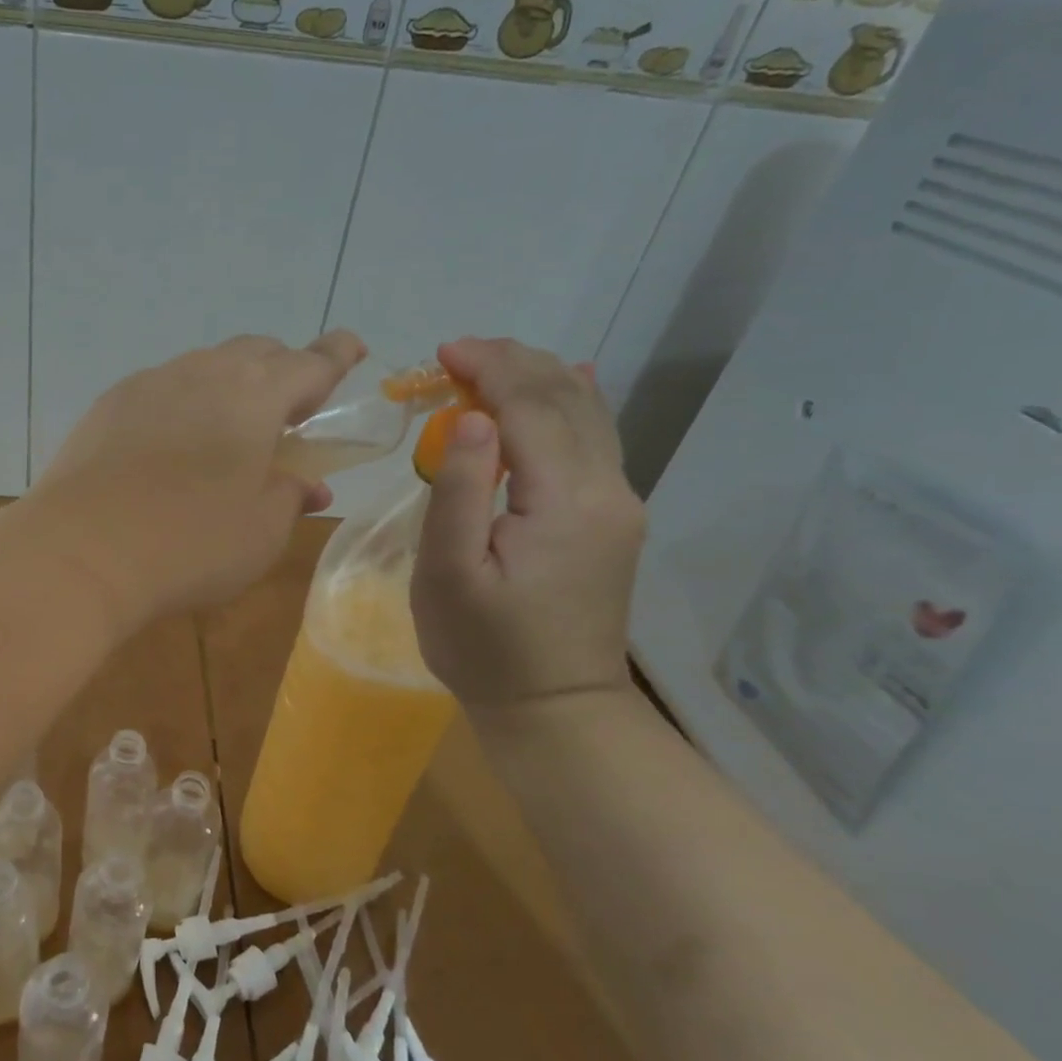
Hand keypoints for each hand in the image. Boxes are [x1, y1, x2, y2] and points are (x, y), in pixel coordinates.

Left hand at [27, 331, 365, 628]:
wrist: (80, 552)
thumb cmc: (189, 545)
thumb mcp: (260, 534)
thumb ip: (289, 498)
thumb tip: (304, 484)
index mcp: (254, 396)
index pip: (309, 363)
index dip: (336, 356)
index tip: (352, 348)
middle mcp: (203, 373)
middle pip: (256, 352)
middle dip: (282, 371)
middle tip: (289, 412)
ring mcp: (149, 384)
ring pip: (204, 366)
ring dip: (229, 386)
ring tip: (228, 431)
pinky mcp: (108, 404)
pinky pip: (161, 388)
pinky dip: (183, 403)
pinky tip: (172, 444)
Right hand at [410, 338, 644, 710]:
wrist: (554, 708)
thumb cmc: (484, 647)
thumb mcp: (446, 574)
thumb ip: (458, 490)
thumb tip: (470, 419)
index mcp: (564, 500)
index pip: (531, 405)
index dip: (488, 368)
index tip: (442, 353)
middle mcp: (607, 489)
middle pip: (566, 399)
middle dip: (512, 363)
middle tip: (455, 354)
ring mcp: (619, 504)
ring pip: (588, 414)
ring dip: (538, 379)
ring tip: (489, 364)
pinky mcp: (614, 520)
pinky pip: (597, 441)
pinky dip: (570, 404)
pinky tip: (568, 382)